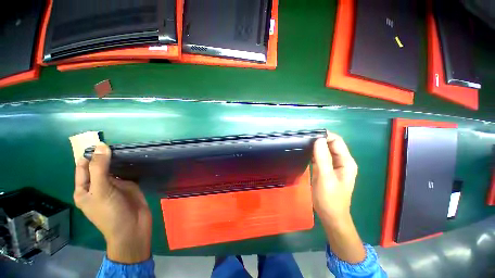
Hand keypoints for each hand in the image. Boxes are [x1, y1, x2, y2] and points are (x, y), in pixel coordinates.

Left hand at [74, 142, 151, 263]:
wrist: (133, 227)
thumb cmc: (110, 212)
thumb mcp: (101, 190)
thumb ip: (100, 168)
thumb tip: (101, 146)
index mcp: (84, 188)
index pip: (83, 166)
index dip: (90, 154)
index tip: (101, 142)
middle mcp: (98, 185)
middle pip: (99, 165)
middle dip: (106, 155)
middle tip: (117, 144)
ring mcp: (114, 185)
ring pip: (114, 168)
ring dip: (118, 159)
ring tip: (126, 148)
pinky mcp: (128, 185)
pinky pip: (126, 172)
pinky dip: (129, 165)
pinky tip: (134, 158)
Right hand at [312, 132, 357, 221]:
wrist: (330, 215)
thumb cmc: (330, 198)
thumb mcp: (326, 178)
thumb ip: (323, 158)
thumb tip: (318, 140)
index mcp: (346, 162)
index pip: (337, 141)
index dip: (325, 136)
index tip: (310, 135)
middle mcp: (340, 161)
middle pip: (330, 144)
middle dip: (319, 140)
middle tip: (303, 139)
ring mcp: (332, 165)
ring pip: (323, 150)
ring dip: (314, 146)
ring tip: (302, 143)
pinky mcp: (324, 169)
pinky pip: (319, 157)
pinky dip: (312, 153)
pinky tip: (303, 152)